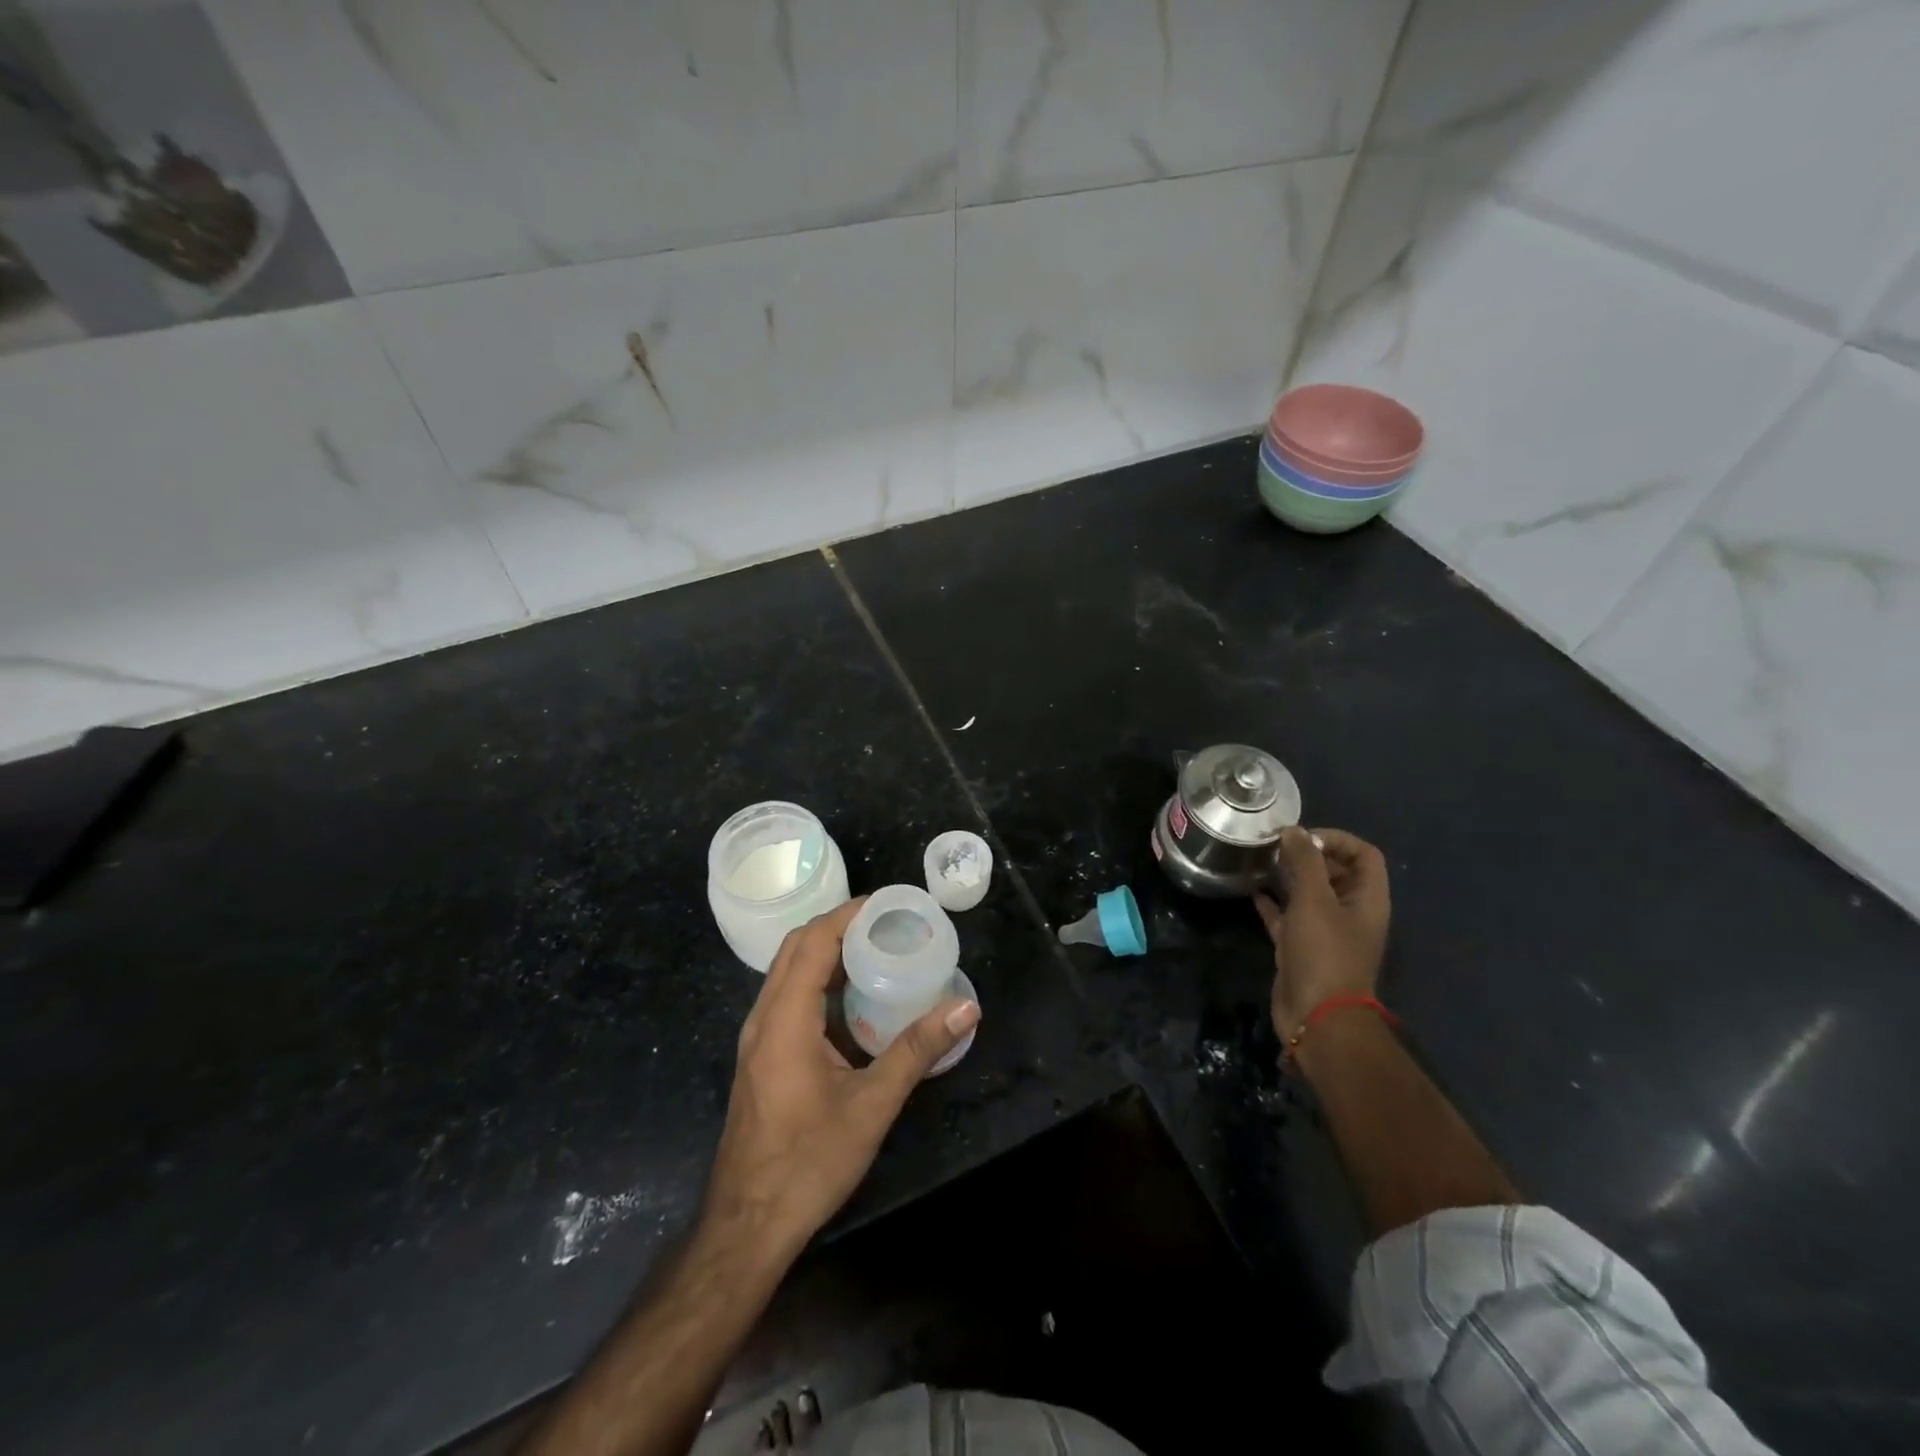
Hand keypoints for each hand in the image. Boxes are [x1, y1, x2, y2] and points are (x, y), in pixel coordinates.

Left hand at [703, 898, 980, 1260]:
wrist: (747, 1225)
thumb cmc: (809, 1162)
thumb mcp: (872, 1105)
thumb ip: (917, 1051)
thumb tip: (965, 1007)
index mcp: (785, 1019)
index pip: (812, 942)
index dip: (847, 915)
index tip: (888, 904)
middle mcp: (763, 1018)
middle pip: (796, 949)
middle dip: (839, 926)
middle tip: (887, 924)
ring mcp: (757, 1039)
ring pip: (788, 973)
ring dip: (827, 953)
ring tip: (876, 950)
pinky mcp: (761, 1057)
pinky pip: (787, 997)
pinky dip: (818, 981)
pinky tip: (853, 999)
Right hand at [1253, 827, 1390, 1037]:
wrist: (1317, 1016)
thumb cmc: (1324, 953)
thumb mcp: (1314, 902)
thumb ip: (1305, 863)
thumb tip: (1293, 831)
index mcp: (1367, 900)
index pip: (1364, 855)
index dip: (1337, 840)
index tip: (1302, 838)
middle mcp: (1350, 912)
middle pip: (1335, 872)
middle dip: (1308, 855)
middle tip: (1275, 846)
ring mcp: (1325, 932)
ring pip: (1309, 894)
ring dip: (1289, 877)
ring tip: (1262, 862)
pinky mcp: (1301, 947)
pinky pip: (1287, 917)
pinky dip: (1273, 903)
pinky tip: (1252, 890)